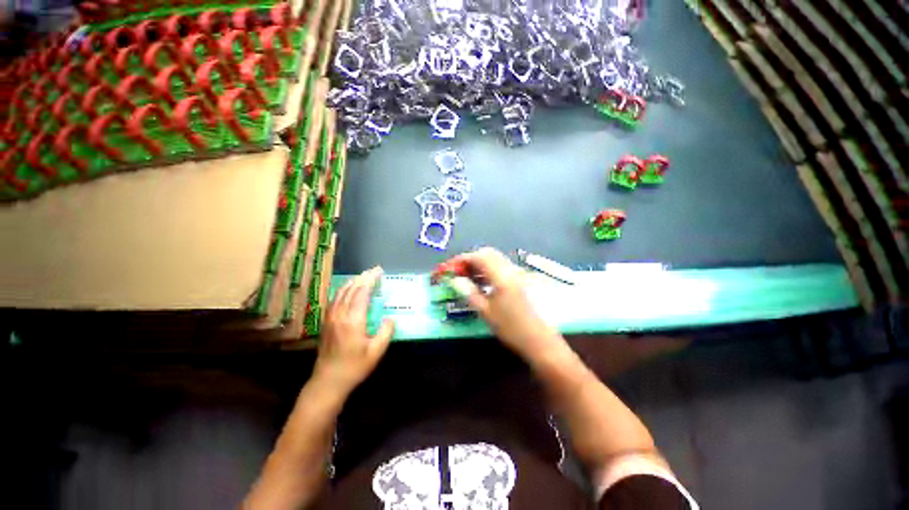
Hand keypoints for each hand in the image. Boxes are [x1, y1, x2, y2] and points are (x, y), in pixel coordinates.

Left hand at [313, 267, 394, 394]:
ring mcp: (330, 318)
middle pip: (351, 289)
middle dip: (363, 277)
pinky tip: (346, 289)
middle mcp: (340, 315)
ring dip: (352, 282)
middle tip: (374, 270)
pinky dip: (342, 290)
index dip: (370, 280)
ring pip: (340, 293)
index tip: (379, 271)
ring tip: (362, 276)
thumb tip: (390, 318)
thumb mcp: (376, 352)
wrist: (328, 381)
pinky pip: (333, 300)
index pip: (362, 293)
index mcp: (353, 321)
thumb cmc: (354, 367)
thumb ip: (386, 332)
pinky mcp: (325, 322)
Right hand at [446, 248, 563, 360]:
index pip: (479, 257)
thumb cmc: (510, 327)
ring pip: (495, 259)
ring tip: (467, 278)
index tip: (450, 267)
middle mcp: (510, 269)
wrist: (539, 340)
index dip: (462, 259)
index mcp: (502, 276)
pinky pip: (501, 267)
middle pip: (488, 253)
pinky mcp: (520, 280)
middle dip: (471, 259)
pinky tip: (482, 283)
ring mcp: (517, 273)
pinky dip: (489, 270)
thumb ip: (469, 292)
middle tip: (459, 272)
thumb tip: (455, 280)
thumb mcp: (486, 311)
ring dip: (480, 264)